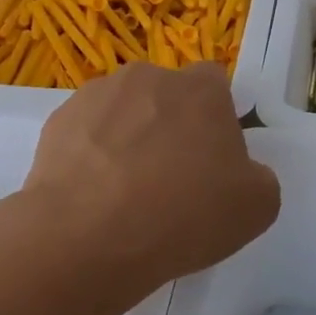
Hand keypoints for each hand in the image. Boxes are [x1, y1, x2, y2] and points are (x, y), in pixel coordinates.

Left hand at [22, 61, 280, 295]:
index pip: (215, 83)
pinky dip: (90, 156)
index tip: (211, 159)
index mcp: (201, 89)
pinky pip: (85, 133)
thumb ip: (257, 176)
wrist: (86, 237)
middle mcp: (149, 77)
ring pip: (123, 111)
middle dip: (169, 127)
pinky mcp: (57, 121)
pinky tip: (92, 196)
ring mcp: (97, 95)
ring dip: (127, 138)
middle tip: (169, 180)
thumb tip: (240, 171)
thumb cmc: (182, 215)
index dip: (216, 119)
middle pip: (166, 96)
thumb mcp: (256, 207)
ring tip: (123, 193)